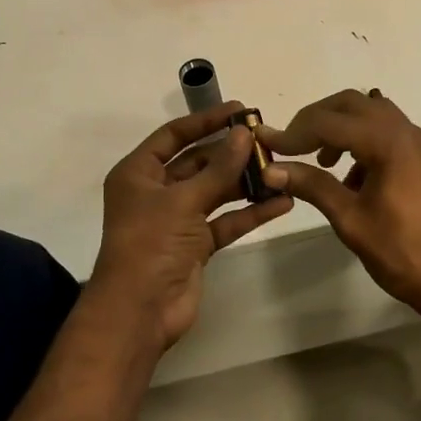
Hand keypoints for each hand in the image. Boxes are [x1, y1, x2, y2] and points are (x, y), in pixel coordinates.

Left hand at [87, 103, 292, 352]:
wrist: (140, 311)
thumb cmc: (150, 244)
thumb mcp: (183, 200)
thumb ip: (219, 168)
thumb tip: (245, 134)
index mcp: (138, 174)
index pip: (174, 136)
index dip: (205, 121)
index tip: (240, 110)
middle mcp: (156, 192)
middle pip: (198, 162)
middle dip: (231, 152)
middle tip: (268, 140)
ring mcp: (177, 219)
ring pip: (215, 191)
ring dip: (245, 182)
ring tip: (281, 169)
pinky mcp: (196, 245)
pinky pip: (226, 221)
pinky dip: (250, 213)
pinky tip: (282, 203)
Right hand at [260, 90, 420, 322]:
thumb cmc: (401, 251)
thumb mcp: (350, 219)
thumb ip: (312, 186)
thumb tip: (271, 169)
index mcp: (388, 142)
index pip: (329, 122)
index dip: (294, 132)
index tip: (267, 145)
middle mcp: (406, 130)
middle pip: (351, 103)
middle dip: (316, 119)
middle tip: (291, 144)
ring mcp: (419, 142)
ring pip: (371, 113)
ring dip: (340, 127)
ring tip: (318, 160)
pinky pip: (386, 131)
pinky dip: (361, 140)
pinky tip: (348, 176)